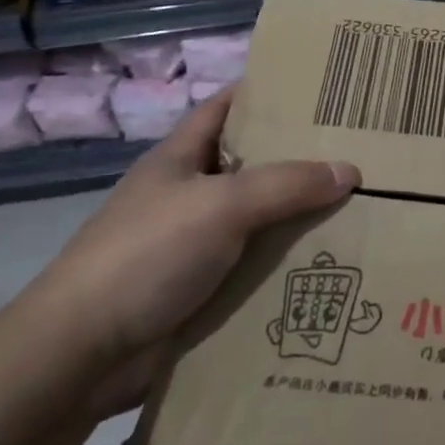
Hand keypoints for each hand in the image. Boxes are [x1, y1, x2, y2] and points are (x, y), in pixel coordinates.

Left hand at [17, 88, 358, 412]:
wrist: (81, 356)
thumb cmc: (146, 255)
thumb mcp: (222, 205)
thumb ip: (287, 185)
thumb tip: (350, 171)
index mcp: (181, 159)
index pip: (227, 107)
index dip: (267, 92)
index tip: (320, 89)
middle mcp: (189, 195)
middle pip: (254, 165)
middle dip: (302, 158)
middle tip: (360, 150)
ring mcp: (195, 246)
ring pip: (261, 220)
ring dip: (302, 219)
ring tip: (363, 207)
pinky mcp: (203, 291)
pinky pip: (257, 269)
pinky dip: (289, 267)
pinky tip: (332, 265)